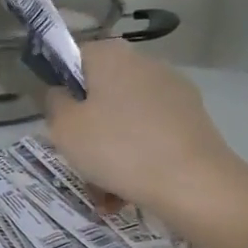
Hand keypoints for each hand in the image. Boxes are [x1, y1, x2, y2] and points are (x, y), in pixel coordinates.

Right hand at [44, 40, 239, 213]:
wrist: (192, 182)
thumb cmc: (117, 148)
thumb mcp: (65, 129)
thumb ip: (54, 104)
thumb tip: (61, 94)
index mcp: (111, 56)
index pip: (75, 58)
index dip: (62, 89)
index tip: (59, 122)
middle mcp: (145, 64)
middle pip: (102, 93)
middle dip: (88, 128)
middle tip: (79, 160)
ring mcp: (173, 91)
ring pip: (125, 120)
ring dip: (110, 151)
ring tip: (103, 191)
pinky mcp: (192, 119)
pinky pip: (151, 136)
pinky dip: (137, 159)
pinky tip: (129, 192)